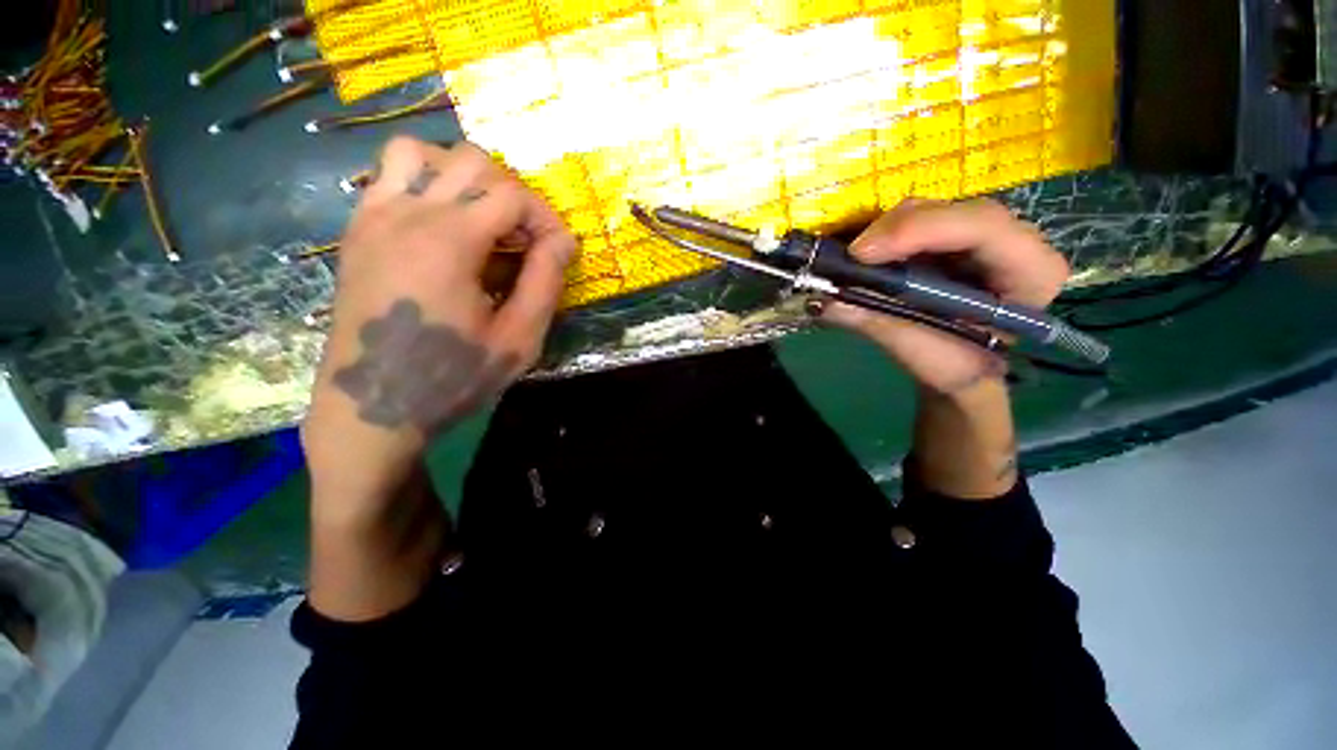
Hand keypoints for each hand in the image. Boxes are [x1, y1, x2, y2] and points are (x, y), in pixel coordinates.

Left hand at [302, 137, 574, 500]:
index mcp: (450, 241)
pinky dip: (424, 184)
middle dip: (513, 194)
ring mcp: (373, 217)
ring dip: (462, 176)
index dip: (546, 218)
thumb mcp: (518, 339)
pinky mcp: (356, 232)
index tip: (559, 252)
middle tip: (526, 238)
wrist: (373, 406)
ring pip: (419, 152)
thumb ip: (545, 283)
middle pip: (471, 161)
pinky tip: (442, 227)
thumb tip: (563, 241)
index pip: (512, 195)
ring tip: (482, 218)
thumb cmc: (453, 377)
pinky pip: (388, 177)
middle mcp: (407, 213)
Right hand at [822, 199, 1068, 395]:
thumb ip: (878, 323)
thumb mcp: (920, 352)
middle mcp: (1014, 242)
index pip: (983, 227)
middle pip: (955, 211)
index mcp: (1030, 271)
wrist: (960, 368)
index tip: (863, 254)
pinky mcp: (952, 240)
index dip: (921, 231)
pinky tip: (865, 256)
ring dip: (886, 232)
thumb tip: (824, 303)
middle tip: (851, 256)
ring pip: (932, 210)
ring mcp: (981, 237)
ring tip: (854, 261)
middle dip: (897, 229)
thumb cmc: (954, 366)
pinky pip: (916, 222)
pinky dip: (884, 236)